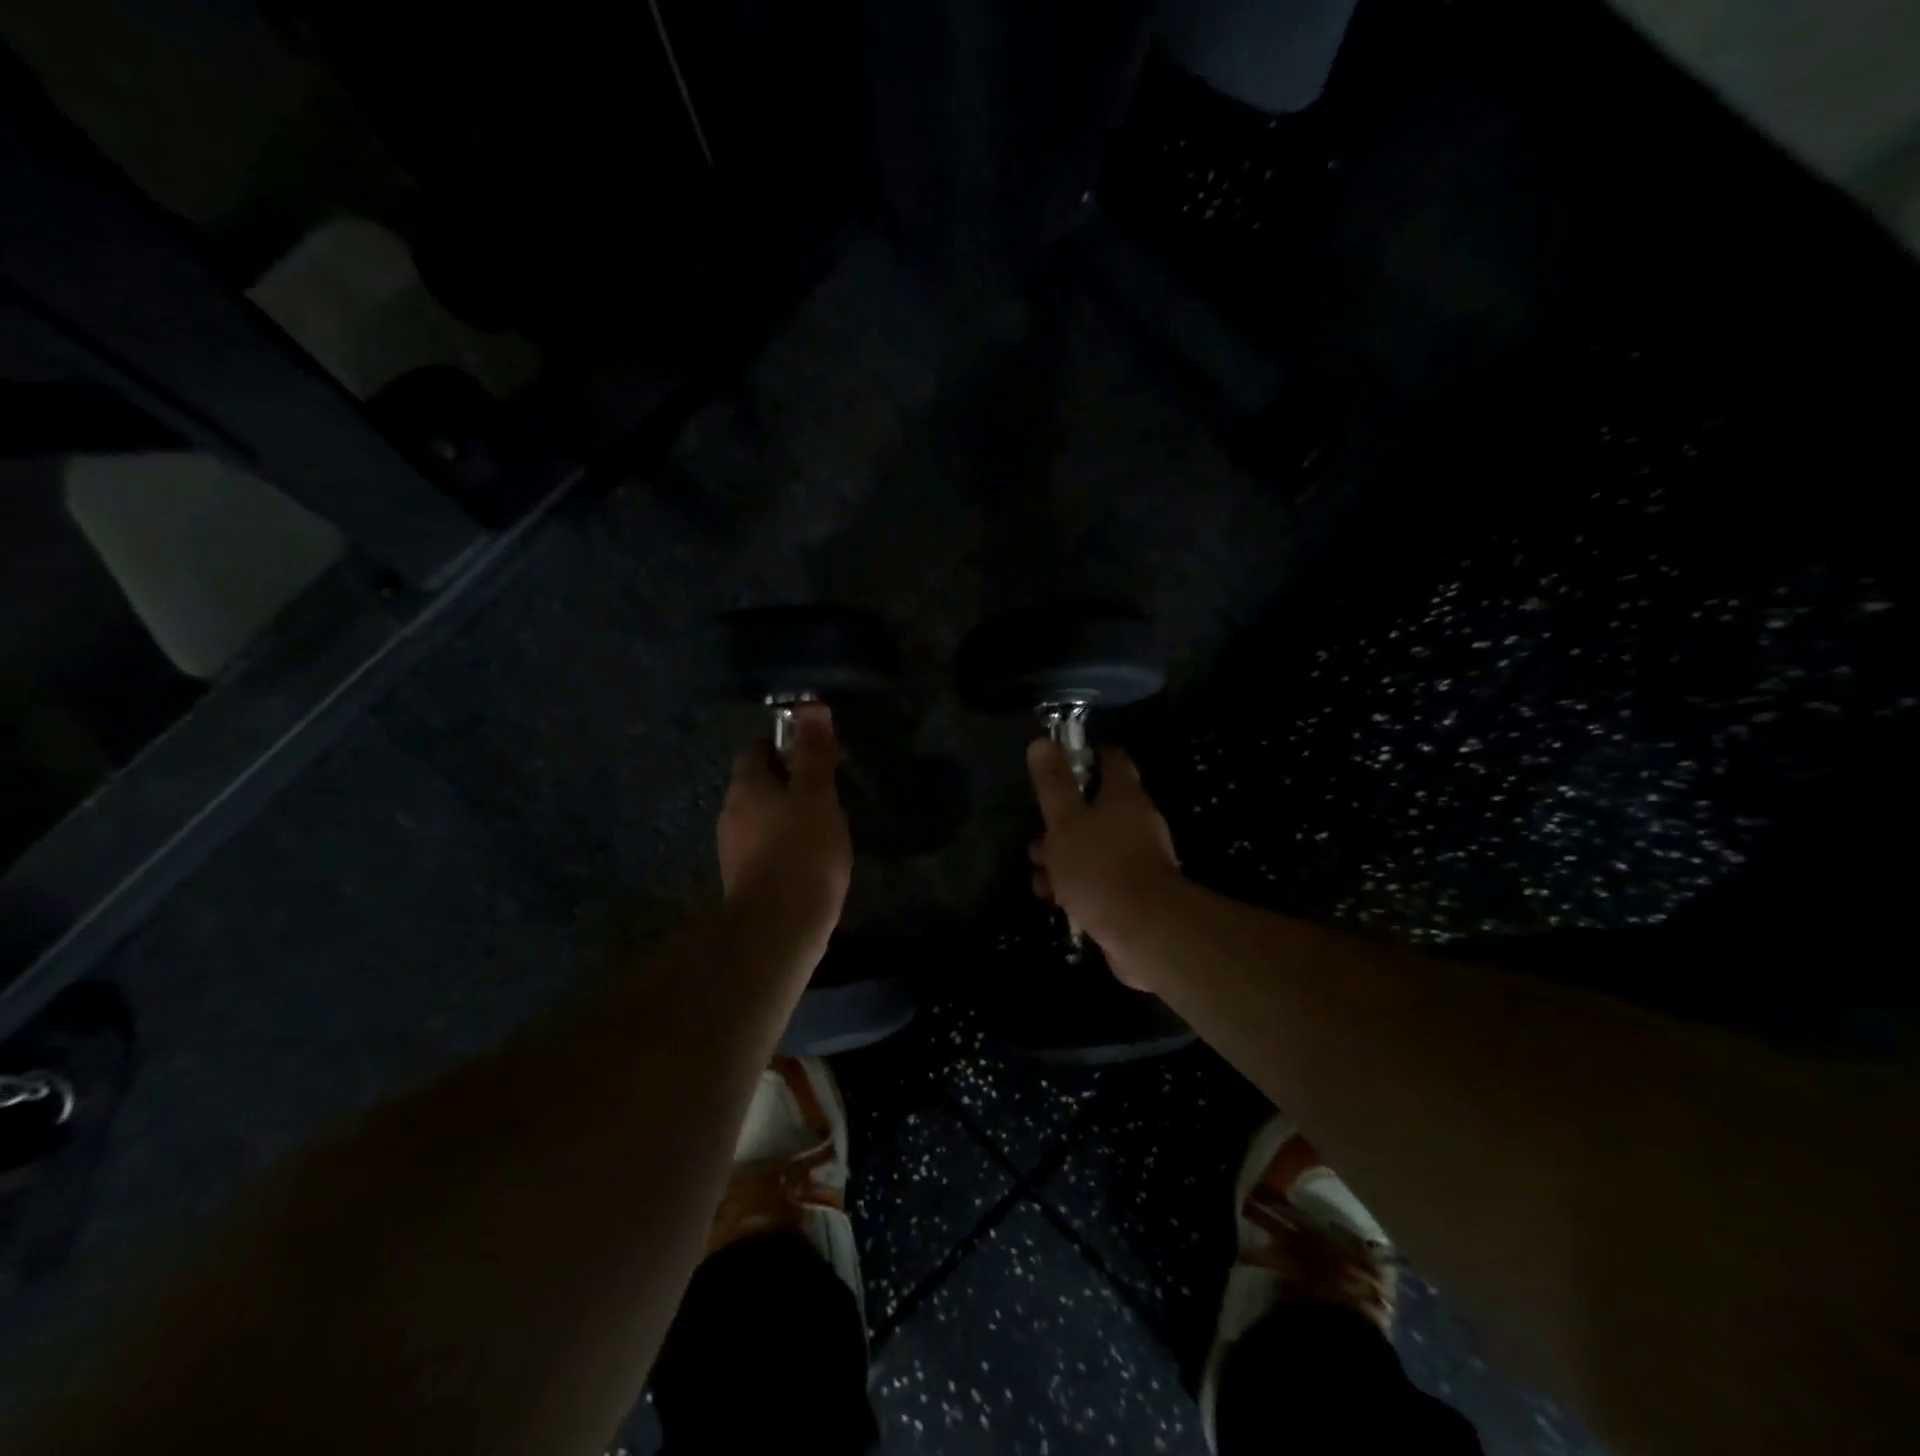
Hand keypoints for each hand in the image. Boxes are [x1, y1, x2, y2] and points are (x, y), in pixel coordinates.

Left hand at [718, 704, 852, 946]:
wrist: (779, 927)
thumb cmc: (802, 850)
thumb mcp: (817, 794)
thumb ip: (814, 752)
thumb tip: (811, 706)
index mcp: (746, 785)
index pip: (757, 748)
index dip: (786, 743)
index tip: (817, 753)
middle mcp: (732, 811)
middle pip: (759, 782)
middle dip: (790, 780)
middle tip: (828, 789)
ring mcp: (734, 848)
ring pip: (762, 816)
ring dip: (789, 813)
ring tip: (825, 824)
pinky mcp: (744, 877)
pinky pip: (766, 846)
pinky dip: (786, 843)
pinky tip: (811, 857)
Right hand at [1027, 739, 1182, 988]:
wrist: (1144, 931)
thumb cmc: (1099, 866)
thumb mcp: (1065, 821)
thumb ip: (1053, 784)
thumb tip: (1041, 741)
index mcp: (1124, 797)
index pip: (1111, 761)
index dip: (1086, 757)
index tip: (1058, 764)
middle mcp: (1136, 823)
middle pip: (1097, 808)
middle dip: (1063, 820)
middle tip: (1037, 830)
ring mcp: (1137, 860)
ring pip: (1094, 847)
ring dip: (1064, 857)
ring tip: (1038, 871)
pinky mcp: (1132, 894)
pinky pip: (1099, 879)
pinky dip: (1076, 884)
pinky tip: (1054, 899)